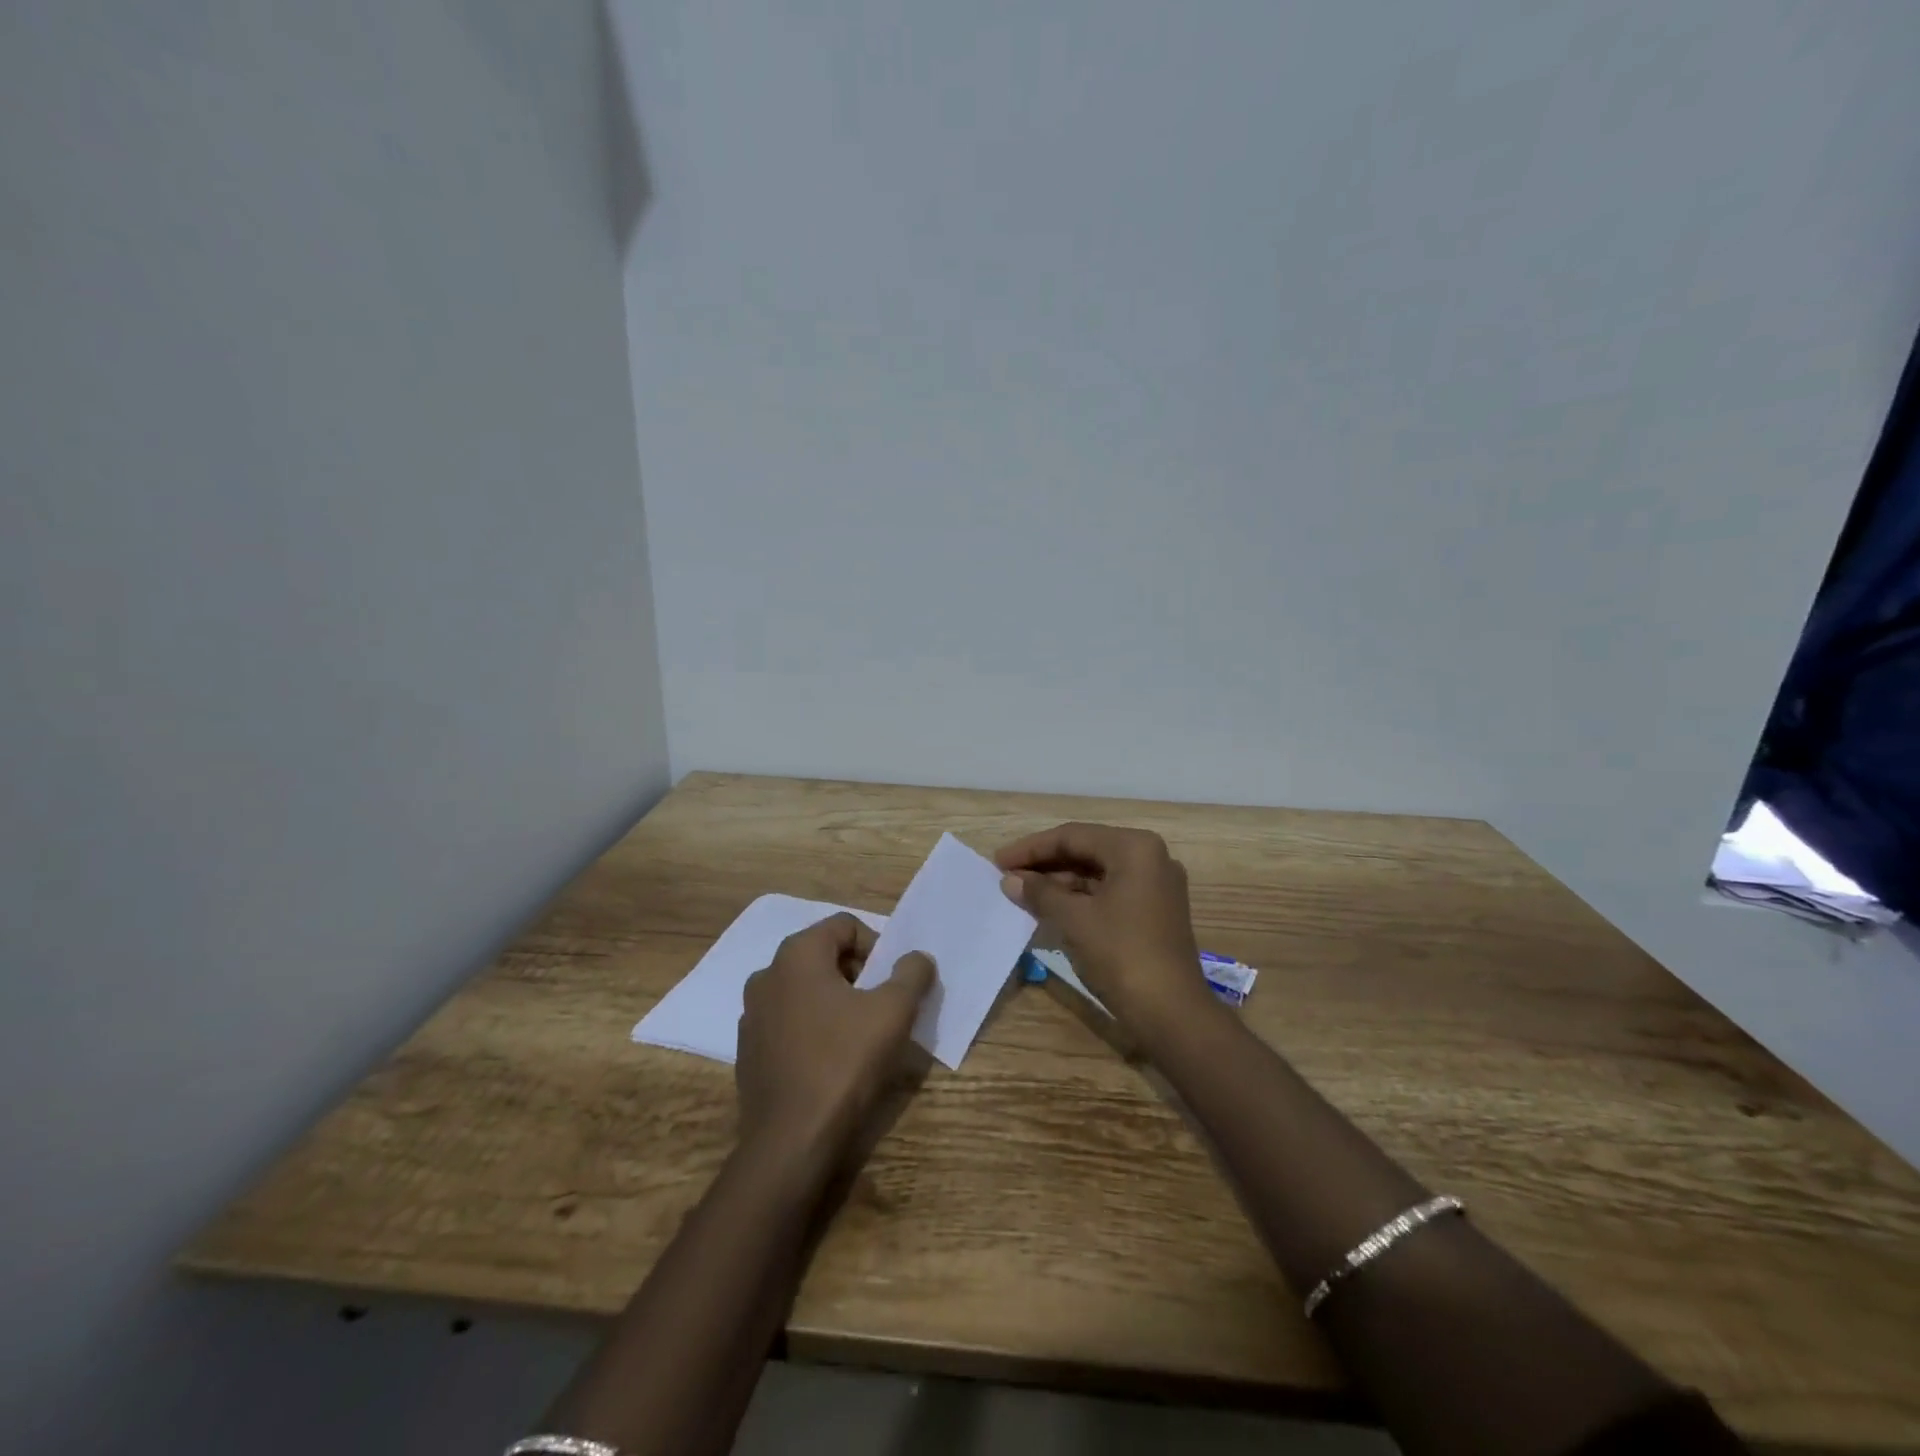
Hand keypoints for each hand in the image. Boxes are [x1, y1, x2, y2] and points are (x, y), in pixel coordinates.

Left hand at [735, 913, 934, 1160]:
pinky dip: (813, 1028)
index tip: (892, 981)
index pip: (845, 926)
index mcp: (797, 955)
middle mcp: (767, 975)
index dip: (877, 946)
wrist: (790, 1142)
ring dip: (836, 1001)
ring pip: (805, 990)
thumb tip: (917, 958)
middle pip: (824, 955)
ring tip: (860, 1035)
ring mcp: (751, 1014)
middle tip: (882, 1007)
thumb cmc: (844, 1063)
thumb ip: (911, 974)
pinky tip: (831, 1061)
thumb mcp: (893, 1012)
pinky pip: (789, 1022)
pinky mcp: (748, 1051)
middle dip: (858, 974)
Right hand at [995, 822, 1212, 1039]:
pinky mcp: (1155, 911)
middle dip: (1045, 864)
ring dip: (1060, 882)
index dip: (1031, 848)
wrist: (1171, 1013)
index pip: (1072, 836)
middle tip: (1007, 875)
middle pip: (1086, 850)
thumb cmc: (1121, 955)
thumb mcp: (1074, 920)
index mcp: (1134, 848)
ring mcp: (1156, 885)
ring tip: (1022, 893)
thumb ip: (1040, 893)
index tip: (998, 861)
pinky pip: (1110, 892)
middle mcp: (1150, 857)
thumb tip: (1009, 880)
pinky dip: (1080, 898)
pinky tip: (1051, 908)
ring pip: (1097, 873)